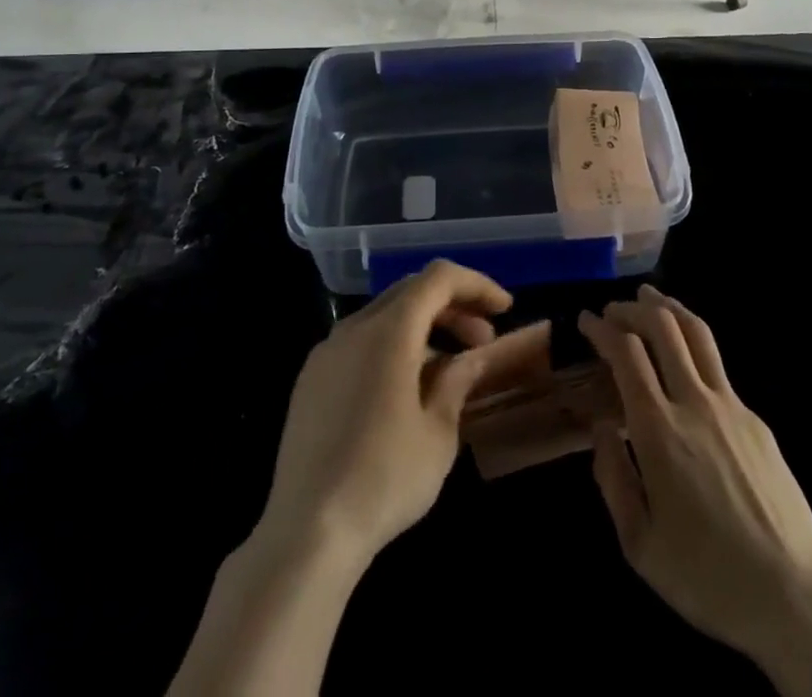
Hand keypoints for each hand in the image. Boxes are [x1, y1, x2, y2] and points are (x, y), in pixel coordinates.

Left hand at [260, 260, 549, 568]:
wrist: (306, 533)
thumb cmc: (384, 479)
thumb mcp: (438, 433)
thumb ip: (457, 381)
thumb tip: (471, 358)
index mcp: (389, 330)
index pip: (438, 278)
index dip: (476, 285)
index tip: (504, 309)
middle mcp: (354, 327)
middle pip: (411, 292)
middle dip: (453, 306)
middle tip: (483, 340)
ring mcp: (326, 352)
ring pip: (384, 317)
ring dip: (423, 328)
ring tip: (450, 368)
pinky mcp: (310, 380)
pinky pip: (360, 343)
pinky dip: (393, 347)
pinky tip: (406, 389)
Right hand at [578, 287, 811, 670]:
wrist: (793, 597)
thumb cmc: (706, 576)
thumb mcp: (639, 545)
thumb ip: (612, 478)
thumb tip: (603, 428)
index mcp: (659, 430)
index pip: (626, 352)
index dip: (602, 329)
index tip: (586, 321)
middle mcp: (694, 403)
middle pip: (662, 326)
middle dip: (632, 307)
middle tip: (613, 309)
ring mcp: (731, 406)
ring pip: (697, 333)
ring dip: (668, 307)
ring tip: (650, 297)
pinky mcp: (756, 419)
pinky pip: (717, 366)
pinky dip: (692, 345)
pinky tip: (685, 360)